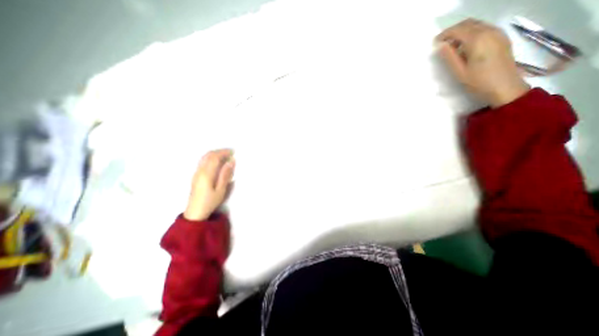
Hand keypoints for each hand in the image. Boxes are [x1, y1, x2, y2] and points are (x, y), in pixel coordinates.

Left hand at [184, 148, 234, 221]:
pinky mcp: (196, 176)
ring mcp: (196, 173)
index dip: (223, 152)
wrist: (195, 212)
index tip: (233, 152)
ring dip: (214, 154)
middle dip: (219, 152)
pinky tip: (217, 163)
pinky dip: (211, 158)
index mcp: (206, 174)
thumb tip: (231, 162)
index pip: (214, 157)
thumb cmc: (210, 201)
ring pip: (204, 158)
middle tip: (230, 153)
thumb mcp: (221, 189)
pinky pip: (203, 162)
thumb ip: (225, 174)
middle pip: (208, 155)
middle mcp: (199, 171)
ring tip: (225, 156)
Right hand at [436, 18, 527, 107]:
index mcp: (477, 40)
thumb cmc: (478, 82)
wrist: (504, 87)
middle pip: (469, 24)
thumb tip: (440, 46)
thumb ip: (449, 57)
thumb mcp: (459, 72)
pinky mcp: (502, 38)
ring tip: (452, 46)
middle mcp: (490, 31)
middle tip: (442, 43)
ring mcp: (498, 33)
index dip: (445, 34)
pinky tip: (466, 46)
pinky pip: (485, 29)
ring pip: (477, 25)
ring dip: (463, 31)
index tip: (435, 43)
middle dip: (453, 31)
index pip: (458, 30)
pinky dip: (472, 33)